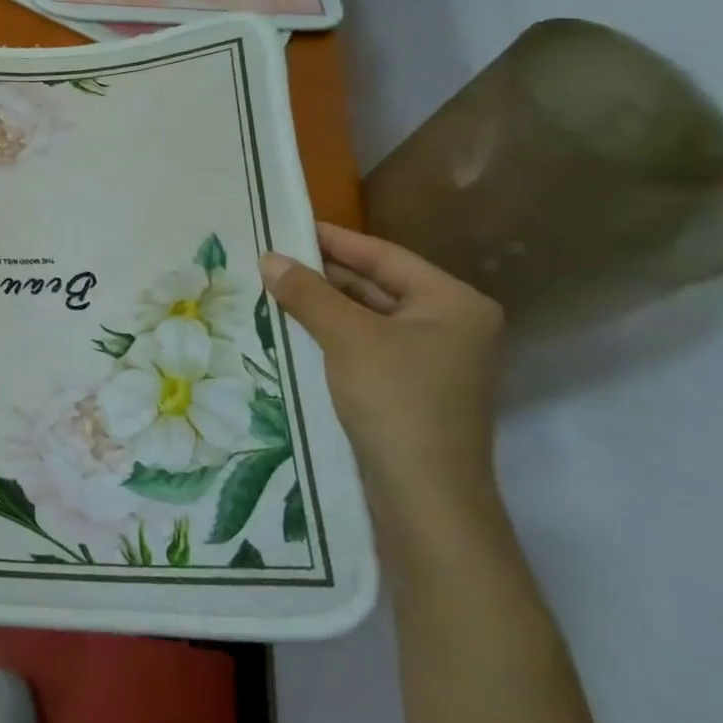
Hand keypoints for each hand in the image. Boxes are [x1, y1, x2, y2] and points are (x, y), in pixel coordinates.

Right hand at [260, 224, 502, 522]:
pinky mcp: (412, 388)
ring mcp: (434, 360)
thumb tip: (269, 258)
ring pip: (370, 317)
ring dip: (325, 305)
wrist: (424, 497)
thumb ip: (308, 293)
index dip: (335, 239)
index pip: (385, 256)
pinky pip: (367, 345)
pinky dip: (334, 333)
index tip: (289, 225)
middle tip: (274, 258)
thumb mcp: (347, 337)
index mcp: (453, 302)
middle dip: (326, 273)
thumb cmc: (396, 401)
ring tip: (275, 287)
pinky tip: (296, 327)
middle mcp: (451, 325)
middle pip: (379, 285)